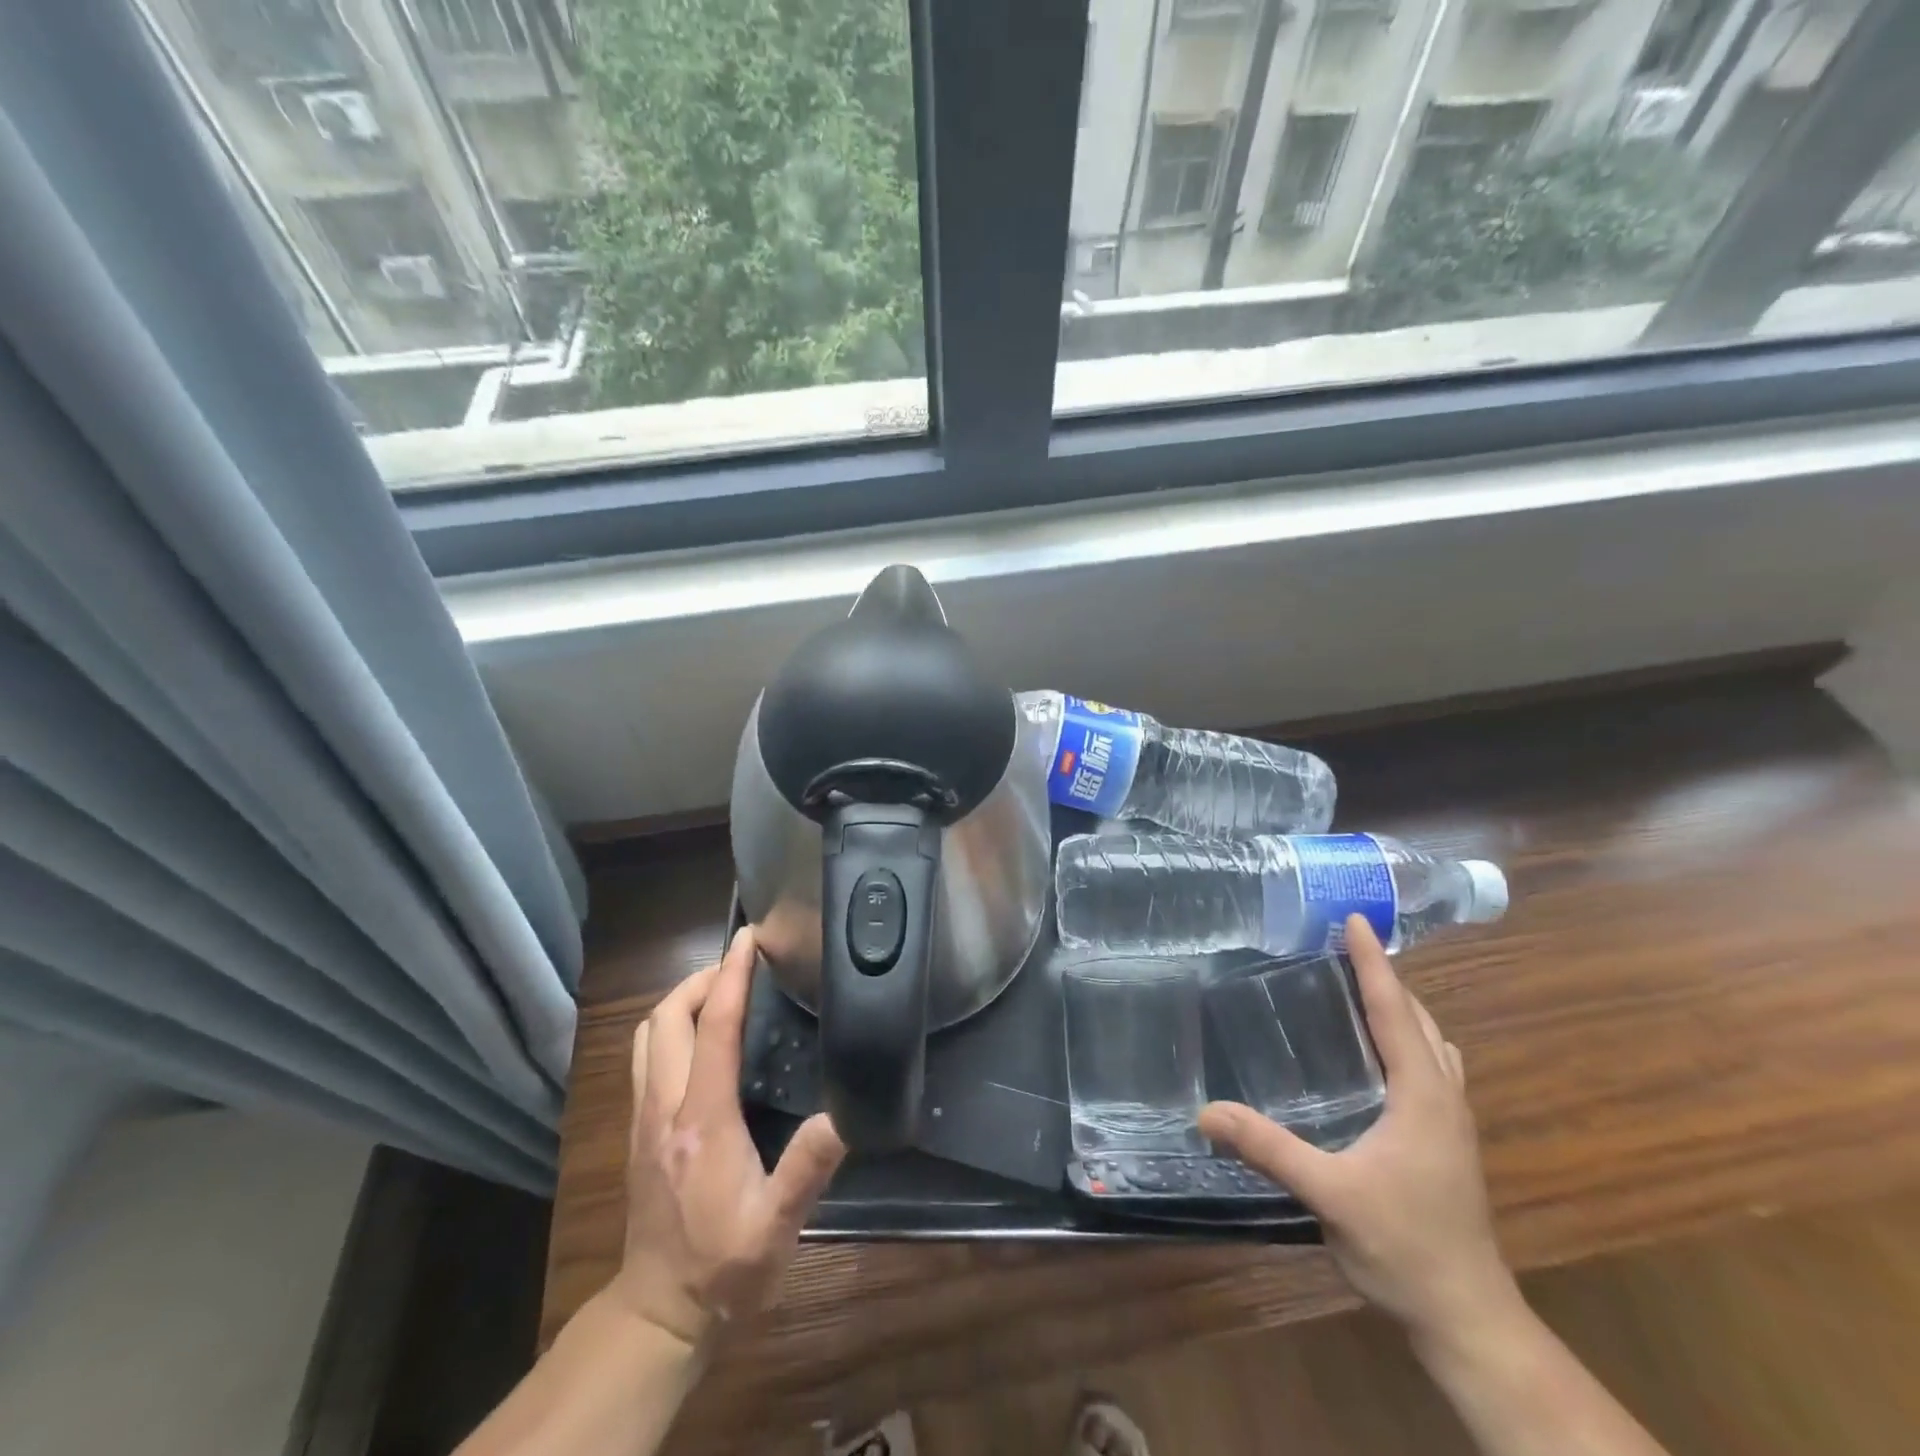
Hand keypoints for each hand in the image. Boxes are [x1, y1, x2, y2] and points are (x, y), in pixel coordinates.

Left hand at [608, 927, 845, 1348]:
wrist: (658, 1313)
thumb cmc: (723, 1266)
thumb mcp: (777, 1225)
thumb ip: (808, 1167)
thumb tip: (844, 1113)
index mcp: (702, 1120)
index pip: (714, 1028)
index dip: (732, 977)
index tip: (749, 939)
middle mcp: (664, 1107)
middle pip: (665, 1018)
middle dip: (700, 980)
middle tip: (740, 969)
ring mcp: (644, 1117)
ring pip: (647, 1034)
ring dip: (680, 1001)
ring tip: (720, 994)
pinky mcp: (638, 1130)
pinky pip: (646, 1056)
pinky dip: (670, 1028)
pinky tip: (700, 1040)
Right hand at [1199, 915, 1517, 1340]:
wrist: (1468, 1317)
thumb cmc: (1404, 1248)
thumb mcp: (1331, 1196)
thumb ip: (1269, 1150)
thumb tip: (1205, 1112)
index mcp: (1422, 1095)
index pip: (1393, 1011)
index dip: (1373, 962)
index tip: (1354, 918)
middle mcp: (1443, 1097)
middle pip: (1418, 1018)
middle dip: (1385, 976)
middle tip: (1342, 944)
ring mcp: (1452, 1120)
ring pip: (1431, 1042)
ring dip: (1400, 1005)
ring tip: (1359, 985)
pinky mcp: (1448, 1140)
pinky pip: (1430, 1066)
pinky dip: (1408, 1037)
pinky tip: (1380, 1051)